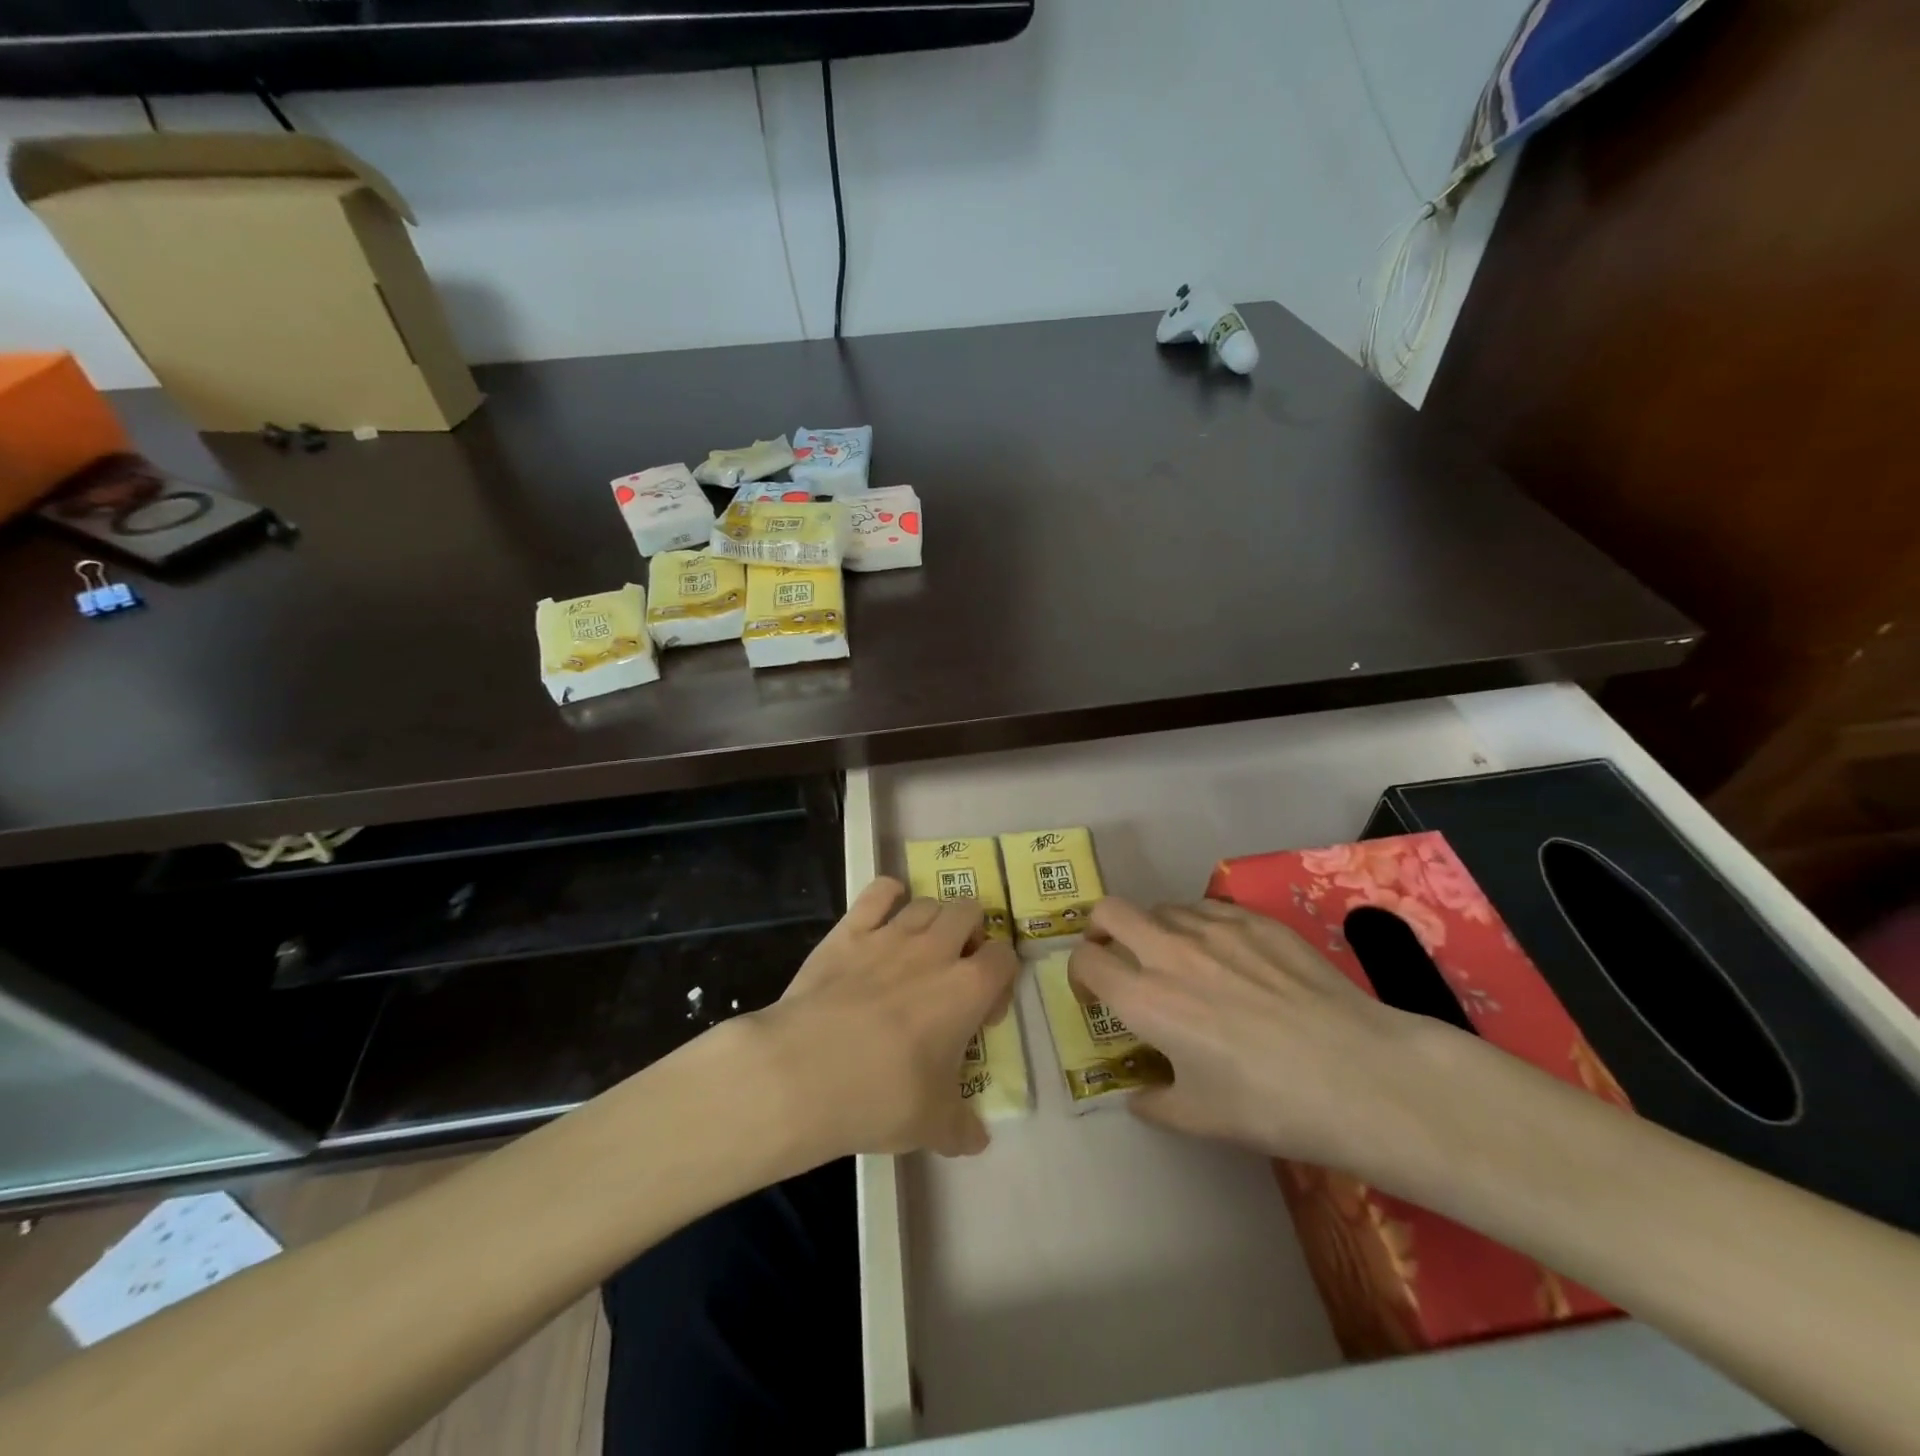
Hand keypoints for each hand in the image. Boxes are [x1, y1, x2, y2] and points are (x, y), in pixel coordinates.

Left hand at [751, 877, 1019, 1160]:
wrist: (805, 1071)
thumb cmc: (881, 1096)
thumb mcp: (933, 1126)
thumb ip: (962, 1129)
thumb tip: (977, 1140)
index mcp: (967, 988)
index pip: (1004, 956)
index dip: (1000, 978)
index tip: (984, 1011)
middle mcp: (936, 950)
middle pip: (969, 912)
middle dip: (971, 933)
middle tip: (954, 968)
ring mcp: (890, 934)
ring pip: (927, 902)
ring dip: (933, 918)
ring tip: (921, 947)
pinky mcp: (849, 930)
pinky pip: (878, 892)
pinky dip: (888, 893)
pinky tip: (886, 907)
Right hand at [1069, 897, 1468, 1171]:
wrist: (1360, 1074)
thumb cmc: (1271, 1104)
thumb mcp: (1201, 1119)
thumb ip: (1154, 1103)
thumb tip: (1139, 1095)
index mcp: (1146, 999)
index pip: (1085, 960)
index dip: (1079, 975)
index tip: (1096, 996)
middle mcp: (1169, 951)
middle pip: (1109, 910)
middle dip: (1101, 931)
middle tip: (1118, 959)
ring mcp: (1214, 926)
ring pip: (1160, 906)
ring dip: (1153, 930)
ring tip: (1179, 963)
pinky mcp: (1254, 918)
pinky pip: (1205, 906)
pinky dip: (1197, 924)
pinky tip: (1226, 955)